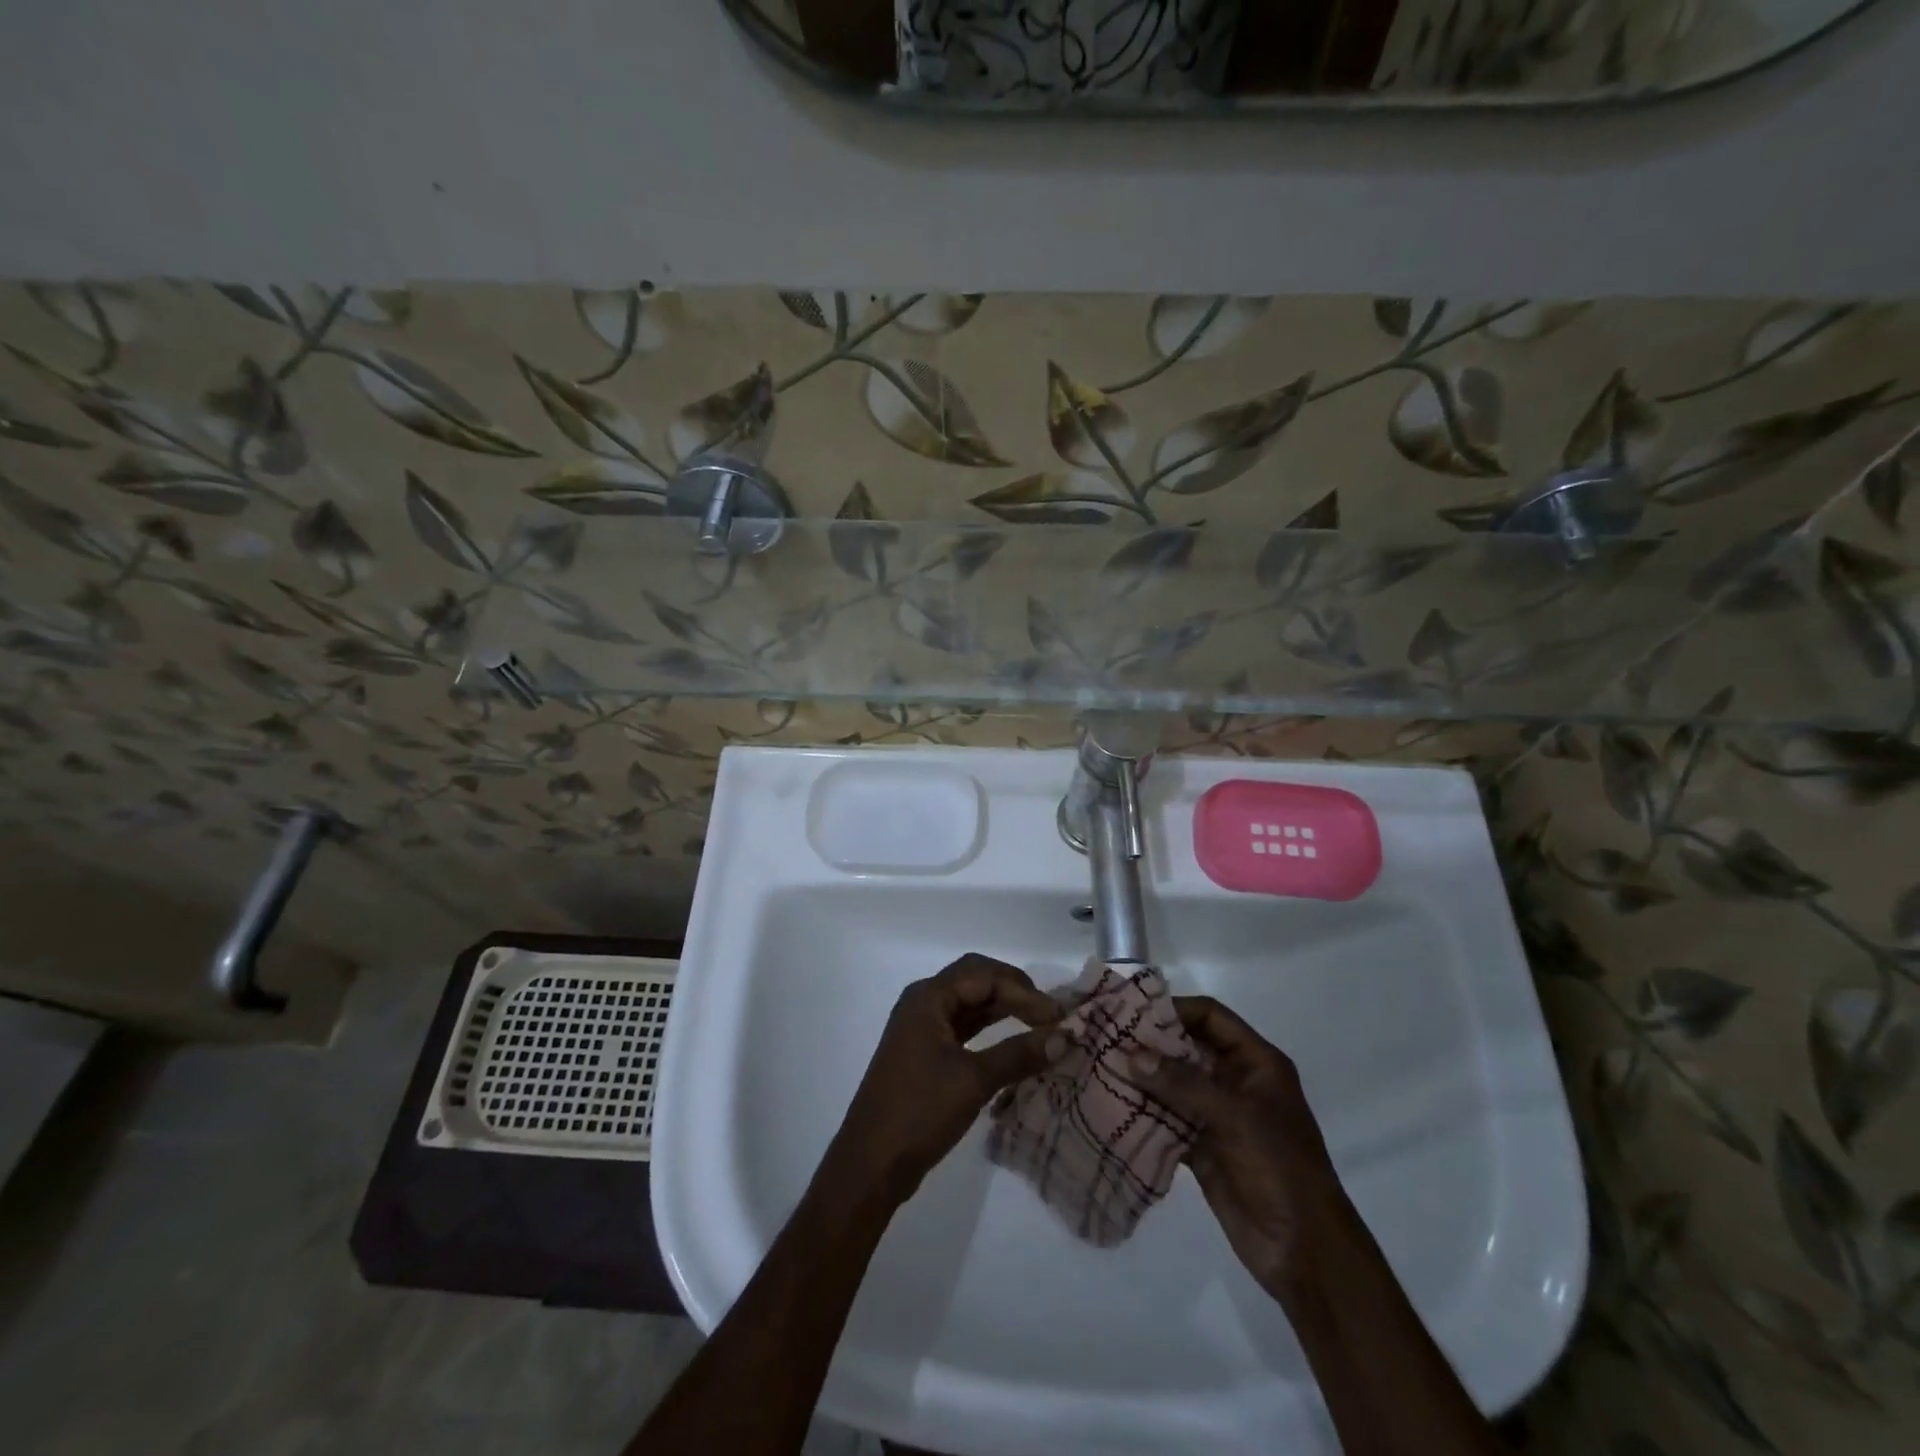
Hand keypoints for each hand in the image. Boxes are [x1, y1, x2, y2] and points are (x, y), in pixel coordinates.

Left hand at [826, 954, 1063, 1205]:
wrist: (870, 1164)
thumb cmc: (919, 1112)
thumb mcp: (973, 1081)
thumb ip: (1019, 1054)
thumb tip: (1066, 1037)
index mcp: (928, 998)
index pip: (984, 975)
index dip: (1024, 991)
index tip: (1057, 1018)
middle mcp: (923, 1003)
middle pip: (976, 980)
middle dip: (1014, 990)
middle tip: (1049, 1013)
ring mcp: (922, 1028)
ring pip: (970, 1004)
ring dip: (1004, 1009)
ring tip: (1041, 1024)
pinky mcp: (925, 1053)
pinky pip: (964, 1027)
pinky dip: (990, 1030)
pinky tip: (1014, 1041)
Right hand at [1130, 996, 1351, 1294]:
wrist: (1303, 1250)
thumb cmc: (1280, 1166)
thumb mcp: (1236, 1116)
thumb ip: (1183, 1083)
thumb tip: (1131, 1055)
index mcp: (1256, 1063)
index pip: (1211, 1017)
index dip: (1175, 1009)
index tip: (1133, 1010)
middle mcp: (1234, 1081)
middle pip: (1186, 1047)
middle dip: (1150, 1043)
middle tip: (1107, 1037)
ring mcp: (1216, 1115)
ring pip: (1173, 1083)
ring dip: (1142, 1078)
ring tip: (1101, 1067)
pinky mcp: (1200, 1147)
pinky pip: (1166, 1118)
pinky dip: (1143, 1112)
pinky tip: (1112, 1106)